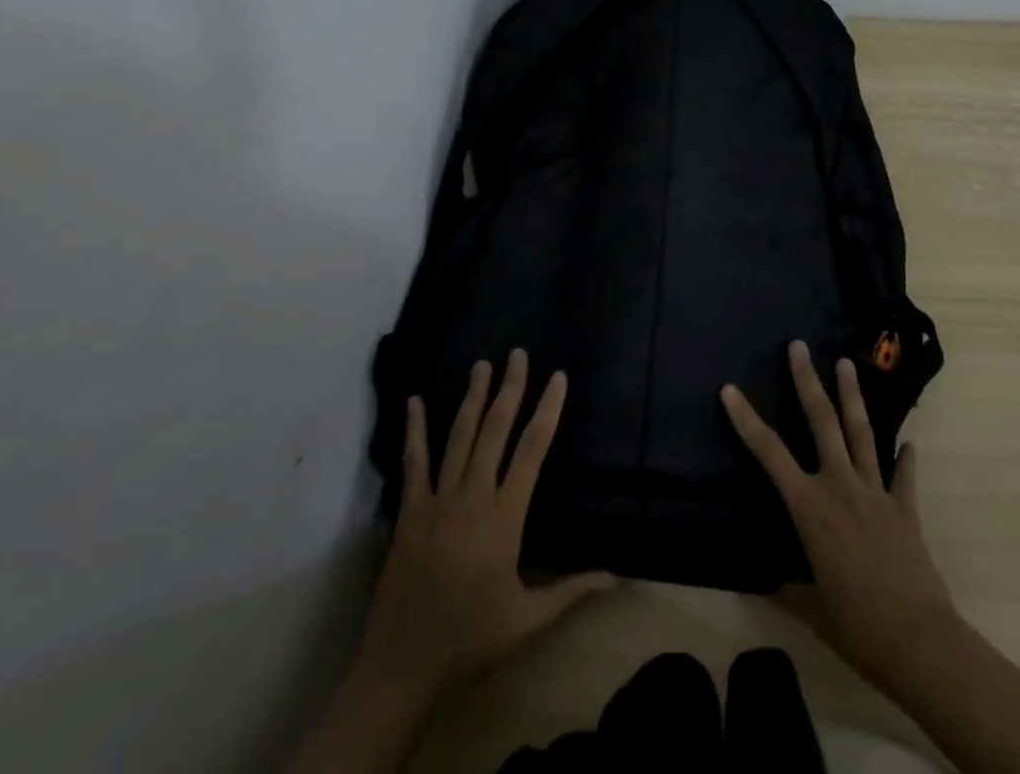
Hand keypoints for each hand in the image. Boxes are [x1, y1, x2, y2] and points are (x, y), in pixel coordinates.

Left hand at [357, 350, 614, 697]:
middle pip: (495, 430)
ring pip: (459, 436)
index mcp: (506, 516)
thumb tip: (616, 577)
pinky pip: (414, 462)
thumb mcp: (528, 619)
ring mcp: (438, 500)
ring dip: (472, 397)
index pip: (533, 449)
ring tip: (482, 364)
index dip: (547, 409)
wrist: (403, 666)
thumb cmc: (471, 638)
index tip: (557, 378)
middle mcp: (474, 496)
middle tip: (517, 354)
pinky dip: (415, 430)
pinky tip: (414, 401)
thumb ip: (571, 590)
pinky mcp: (410, 511)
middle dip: (509, 388)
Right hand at [721, 341, 959, 692]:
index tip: (730, 389)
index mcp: (810, 507)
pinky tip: (909, 443)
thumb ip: (790, 589)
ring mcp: (876, 492)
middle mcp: (840, 486)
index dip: (747, 420)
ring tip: (847, 363)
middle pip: (822, 421)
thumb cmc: (856, 625)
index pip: (769, 453)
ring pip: (862, 432)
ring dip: (852, 396)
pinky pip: (903, 474)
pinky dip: (905, 457)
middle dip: (808, 381)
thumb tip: (771, 584)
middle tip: (799, 346)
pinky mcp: (904, 507)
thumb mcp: (812, 609)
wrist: (918, 641)